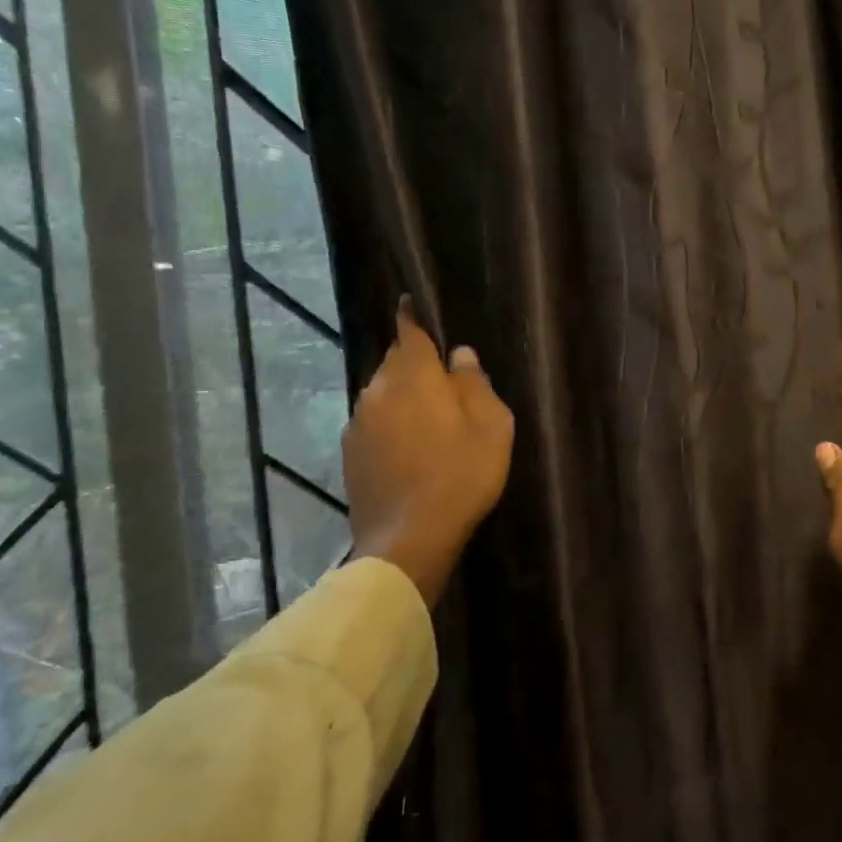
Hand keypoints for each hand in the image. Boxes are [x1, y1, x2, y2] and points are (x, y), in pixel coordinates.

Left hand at [343, 297, 514, 607]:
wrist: (408, 539)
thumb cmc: (461, 475)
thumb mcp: (491, 426)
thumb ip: (475, 384)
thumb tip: (460, 356)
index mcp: (412, 376)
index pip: (409, 331)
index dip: (414, 315)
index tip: (414, 303)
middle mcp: (376, 391)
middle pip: (395, 362)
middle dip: (415, 362)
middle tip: (444, 378)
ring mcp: (358, 424)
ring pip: (383, 394)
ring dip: (404, 396)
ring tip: (431, 417)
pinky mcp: (350, 454)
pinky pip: (374, 423)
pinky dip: (392, 424)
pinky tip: (411, 448)